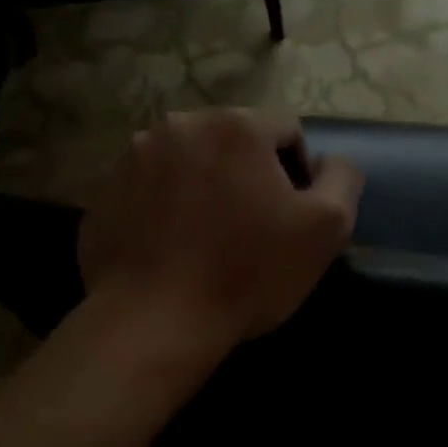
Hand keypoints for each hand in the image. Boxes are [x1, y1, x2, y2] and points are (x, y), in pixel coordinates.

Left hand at [79, 109, 363, 349]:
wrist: (154, 321)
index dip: (297, 170)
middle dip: (248, 173)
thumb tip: (329, 162)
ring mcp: (135, 155)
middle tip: (249, 226)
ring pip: (189, 159)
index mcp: (236, 126)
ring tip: (206, 236)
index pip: (286, 128)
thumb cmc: (247, 273)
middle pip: (233, 139)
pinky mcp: (106, 188)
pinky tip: (171, 245)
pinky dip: (166, 204)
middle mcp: (181, 125)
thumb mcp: (326, 229)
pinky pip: (151, 185)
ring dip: (205, 183)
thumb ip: (342, 179)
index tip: (289, 215)